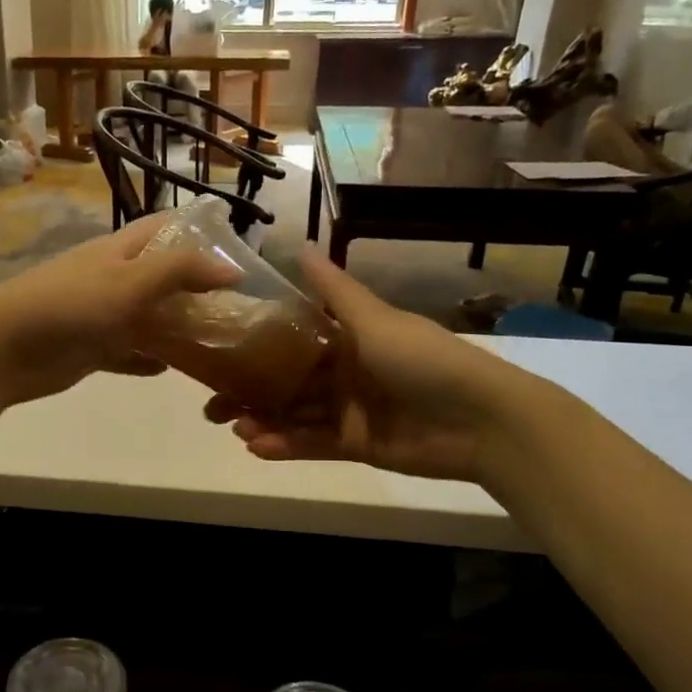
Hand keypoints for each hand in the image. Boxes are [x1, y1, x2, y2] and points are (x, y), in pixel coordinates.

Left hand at [0, 218, 238, 405]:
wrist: (4, 348)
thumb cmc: (70, 305)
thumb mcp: (130, 281)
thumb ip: (181, 271)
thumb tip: (234, 270)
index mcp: (119, 251)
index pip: (165, 230)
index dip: (199, 234)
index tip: (237, 252)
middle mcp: (112, 278)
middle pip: (161, 277)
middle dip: (195, 289)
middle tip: (236, 309)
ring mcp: (100, 315)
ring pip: (148, 318)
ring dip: (177, 328)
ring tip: (217, 342)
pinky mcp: (91, 349)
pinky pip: (128, 352)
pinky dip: (148, 359)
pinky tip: (173, 370)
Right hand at [204, 249, 546, 483]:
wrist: (480, 419)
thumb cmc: (422, 359)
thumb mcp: (373, 319)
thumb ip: (333, 291)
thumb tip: (298, 245)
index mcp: (347, 338)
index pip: (292, 339)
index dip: (255, 346)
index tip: (217, 351)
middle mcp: (344, 372)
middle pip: (286, 382)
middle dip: (249, 392)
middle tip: (211, 405)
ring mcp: (350, 411)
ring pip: (295, 415)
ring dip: (263, 420)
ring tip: (233, 427)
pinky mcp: (356, 445)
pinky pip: (313, 444)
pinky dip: (286, 445)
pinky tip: (257, 446)